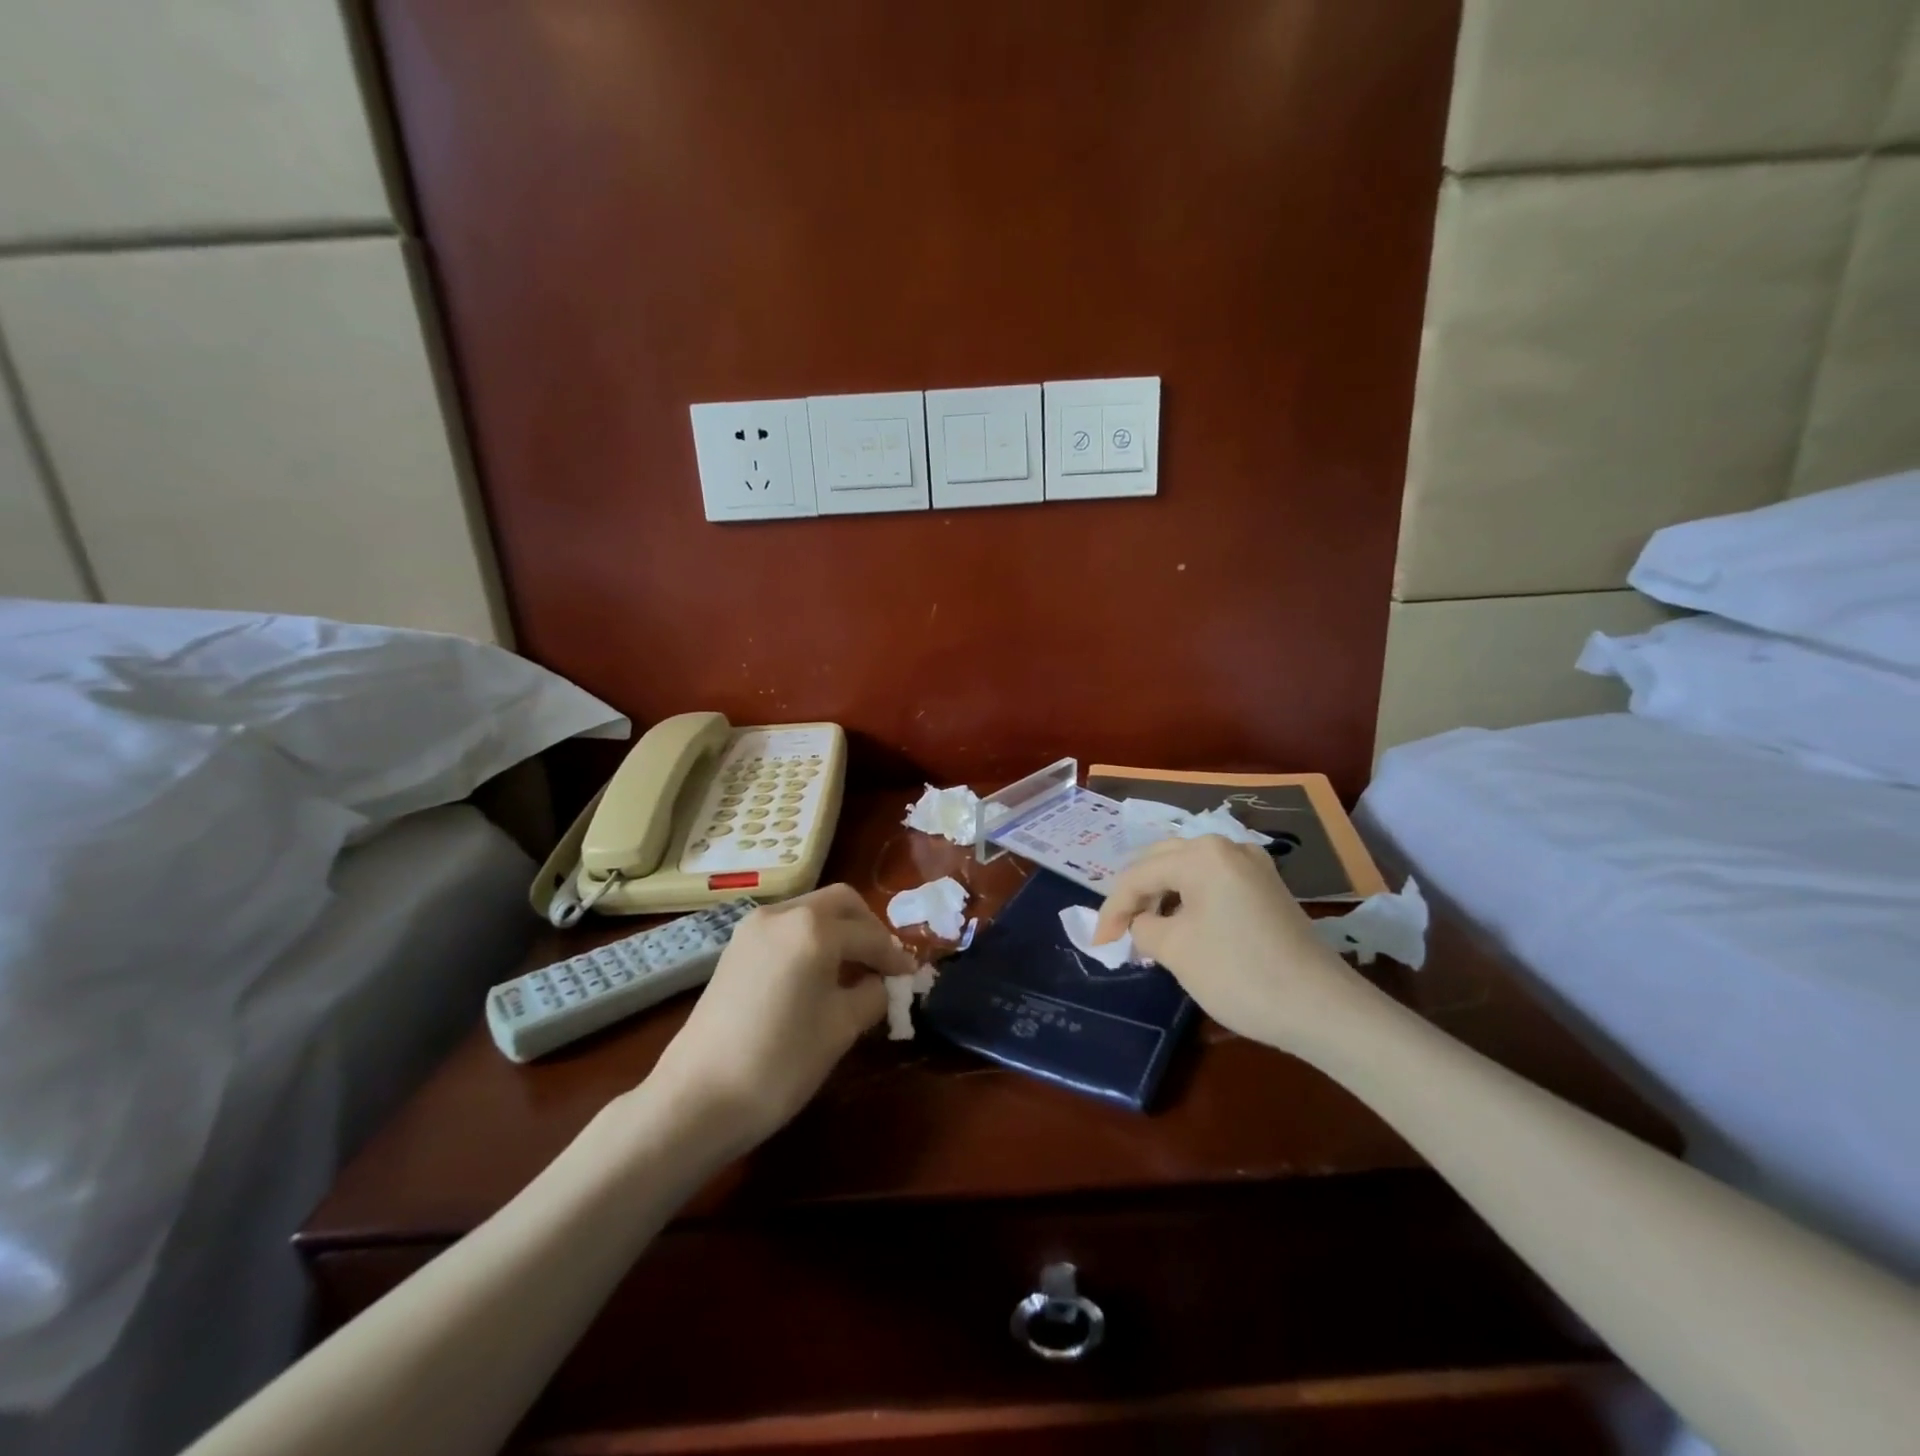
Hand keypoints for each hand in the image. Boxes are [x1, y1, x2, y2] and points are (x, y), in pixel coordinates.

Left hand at [647, 884, 915, 1151]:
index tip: (911, 976)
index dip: (894, 956)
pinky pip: (786, 928)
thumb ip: (872, 994)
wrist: (697, 1098)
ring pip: (810, 911)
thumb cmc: (781, 1061)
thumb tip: (882, 983)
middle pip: (839, 903)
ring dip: (838, 931)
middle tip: (883, 963)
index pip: (869, 934)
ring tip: (853, 970)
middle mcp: (782, 913)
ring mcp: (753, 928)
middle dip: (867, 928)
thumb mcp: (841, 1028)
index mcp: (813, 928)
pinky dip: (810, 940)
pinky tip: (817, 975)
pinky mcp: (734, 948)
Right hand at [1093, 836, 1367, 1048]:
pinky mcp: (1267, 887)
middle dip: (1135, 896)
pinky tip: (1182, 926)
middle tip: (1119, 932)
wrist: (1322, 1008)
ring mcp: (1252, 865)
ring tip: (1147, 931)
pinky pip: (1213, 882)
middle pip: (1162, 861)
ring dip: (1162, 896)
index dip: (1112, 910)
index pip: (1138, 875)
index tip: (1099, 944)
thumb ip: (1143, 927)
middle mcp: (1226, 846)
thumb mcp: (1174, 950)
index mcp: (1200, 853)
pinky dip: (1189, 899)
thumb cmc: (1238, 973)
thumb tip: (1142, 923)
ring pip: (1188, 870)